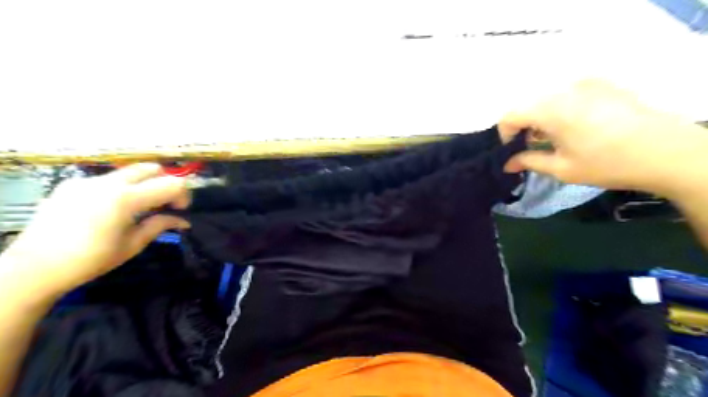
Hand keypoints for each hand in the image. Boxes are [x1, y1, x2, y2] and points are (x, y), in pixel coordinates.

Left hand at [0, 163, 190, 301]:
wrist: (34, 267)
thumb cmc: (90, 260)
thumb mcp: (132, 245)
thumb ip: (160, 225)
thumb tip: (184, 221)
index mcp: (126, 199)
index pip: (171, 184)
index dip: (183, 195)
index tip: (180, 210)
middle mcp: (108, 183)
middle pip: (151, 168)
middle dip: (165, 182)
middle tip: (164, 203)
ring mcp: (87, 181)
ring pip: (129, 171)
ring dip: (143, 184)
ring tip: (138, 207)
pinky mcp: (71, 184)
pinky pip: (107, 179)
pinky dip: (119, 188)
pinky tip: (109, 209)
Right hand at [500, 79, 704, 195]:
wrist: (666, 151)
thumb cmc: (606, 163)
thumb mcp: (561, 168)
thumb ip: (529, 161)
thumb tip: (507, 164)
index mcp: (551, 110)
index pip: (510, 115)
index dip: (505, 134)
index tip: (513, 150)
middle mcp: (564, 90)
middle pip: (527, 105)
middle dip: (523, 126)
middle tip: (532, 146)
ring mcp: (585, 83)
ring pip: (546, 98)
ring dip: (541, 117)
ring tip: (554, 138)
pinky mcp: (602, 84)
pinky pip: (567, 93)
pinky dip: (559, 109)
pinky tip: (574, 126)